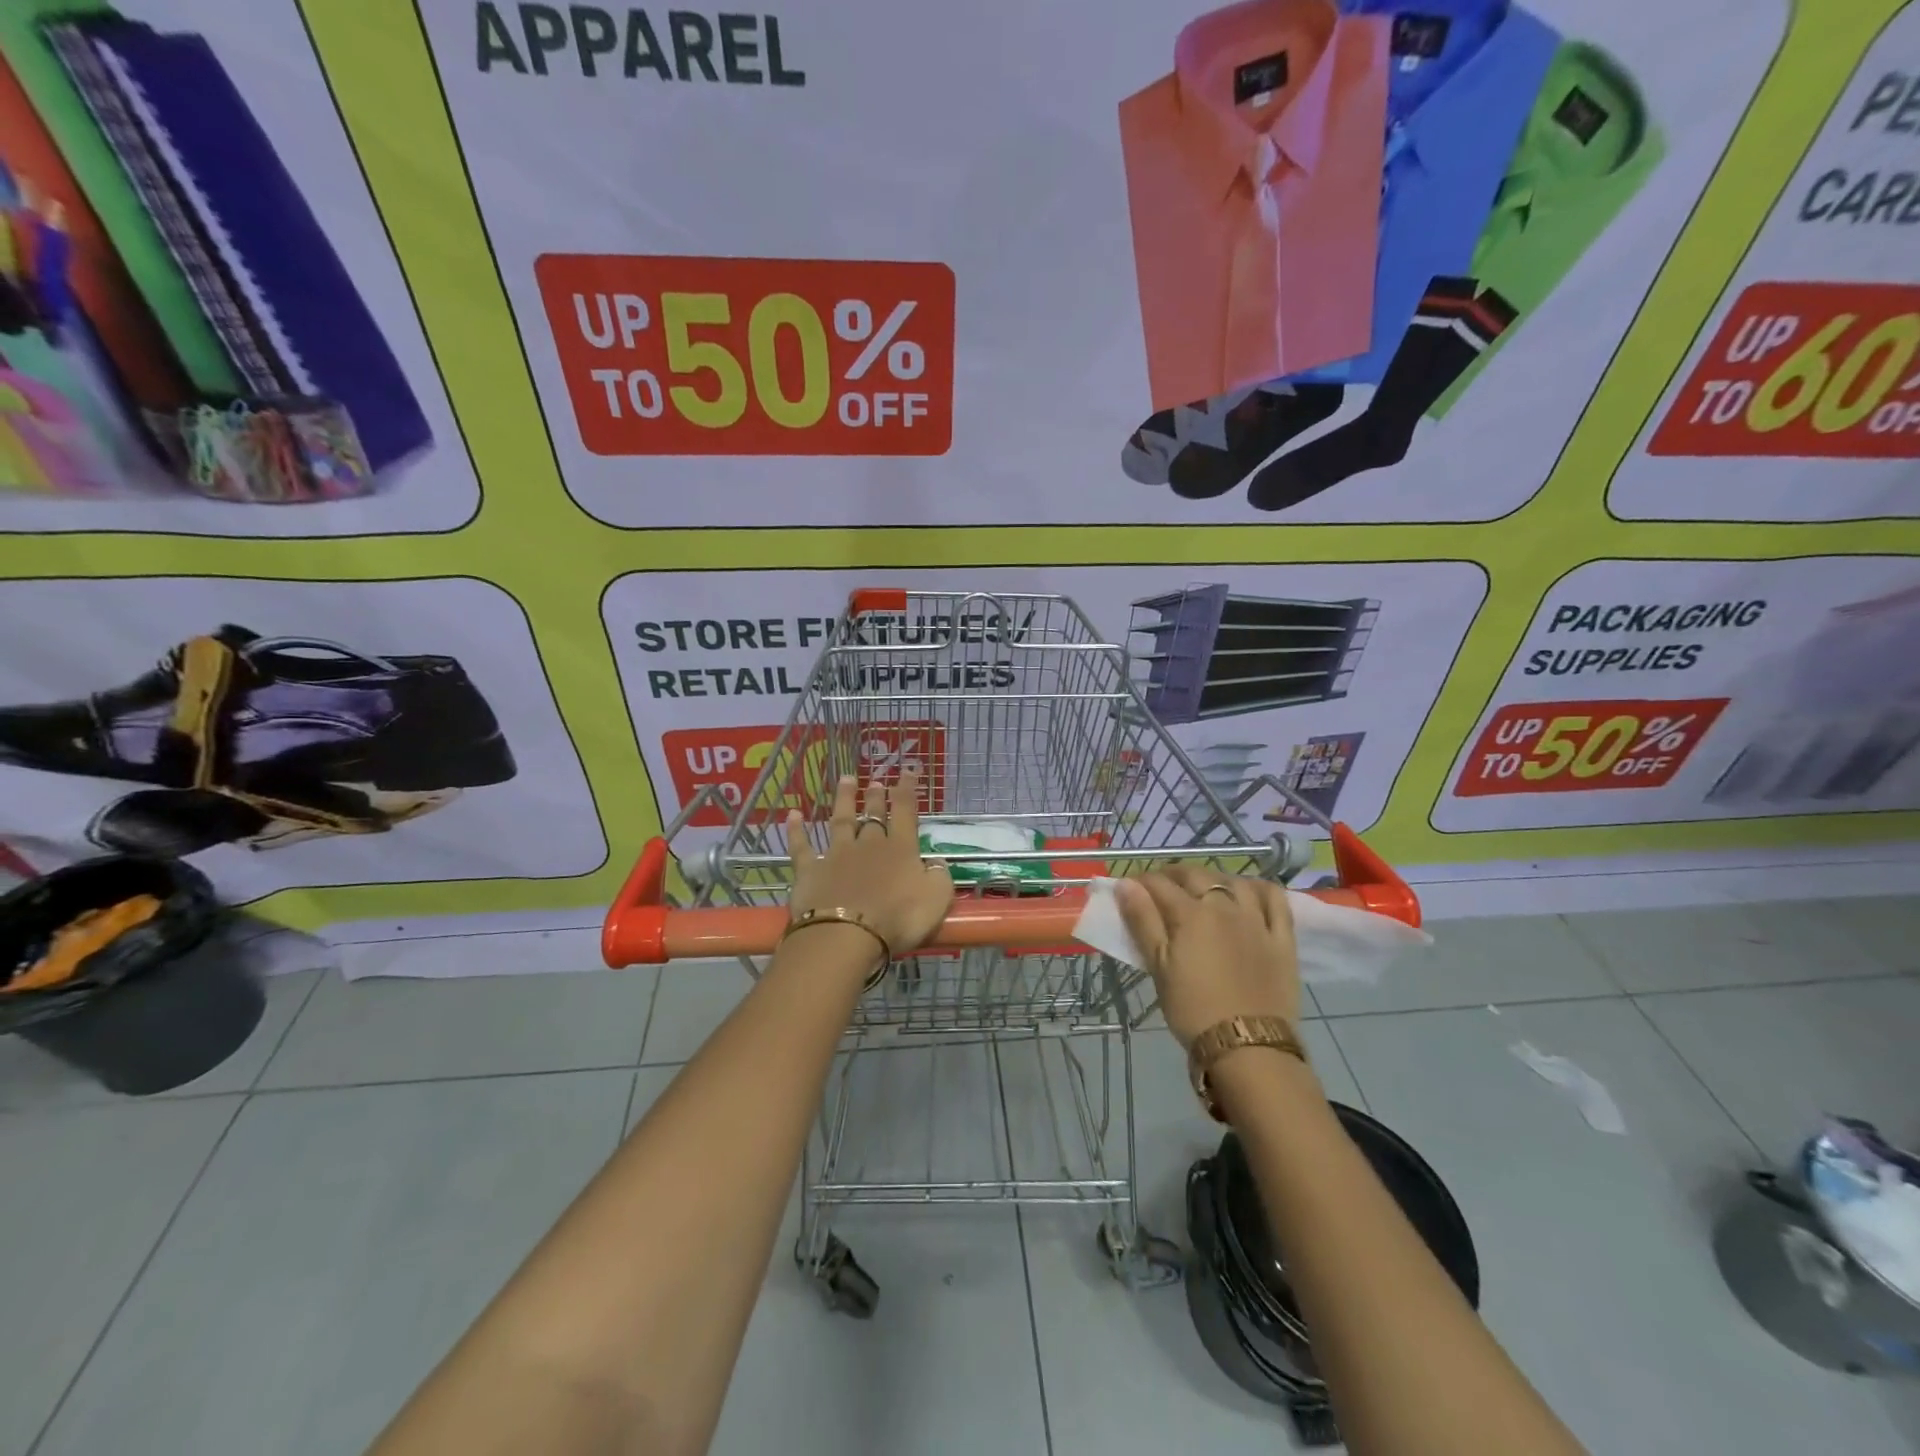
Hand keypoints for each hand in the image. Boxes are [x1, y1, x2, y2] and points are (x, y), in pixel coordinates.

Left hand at [787, 770, 953, 961]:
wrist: (847, 934)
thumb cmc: (898, 918)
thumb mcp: (937, 898)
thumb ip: (939, 875)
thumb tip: (935, 862)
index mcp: (901, 849)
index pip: (906, 811)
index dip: (907, 789)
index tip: (907, 769)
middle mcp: (869, 845)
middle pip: (873, 815)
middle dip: (876, 797)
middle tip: (876, 781)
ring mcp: (836, 855)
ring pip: (841, 821)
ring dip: (844, 800)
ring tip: (846, 780)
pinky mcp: (810, 870)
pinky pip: (802, 846)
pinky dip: (797, 830)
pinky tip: (793, 815)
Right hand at [1115, 866, 1300, 1046]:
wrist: (1248, 1047)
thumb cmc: (1193, 1009)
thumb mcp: (1159, 967)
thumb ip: (1142, 921)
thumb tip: (1126, 884)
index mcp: (1191, 914)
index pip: (1159, 884)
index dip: (1140, 882)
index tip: (1129, 888)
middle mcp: (1225, 907)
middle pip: (1196, 876)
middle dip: (1173, 875)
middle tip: (1161, 887)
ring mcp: (1257, 920)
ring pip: (1234, 881)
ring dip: (1213, 877)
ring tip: (1203, 889)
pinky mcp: (1282, 937)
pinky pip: (1275, 899)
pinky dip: (1260, 888)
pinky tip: (1249, 892)